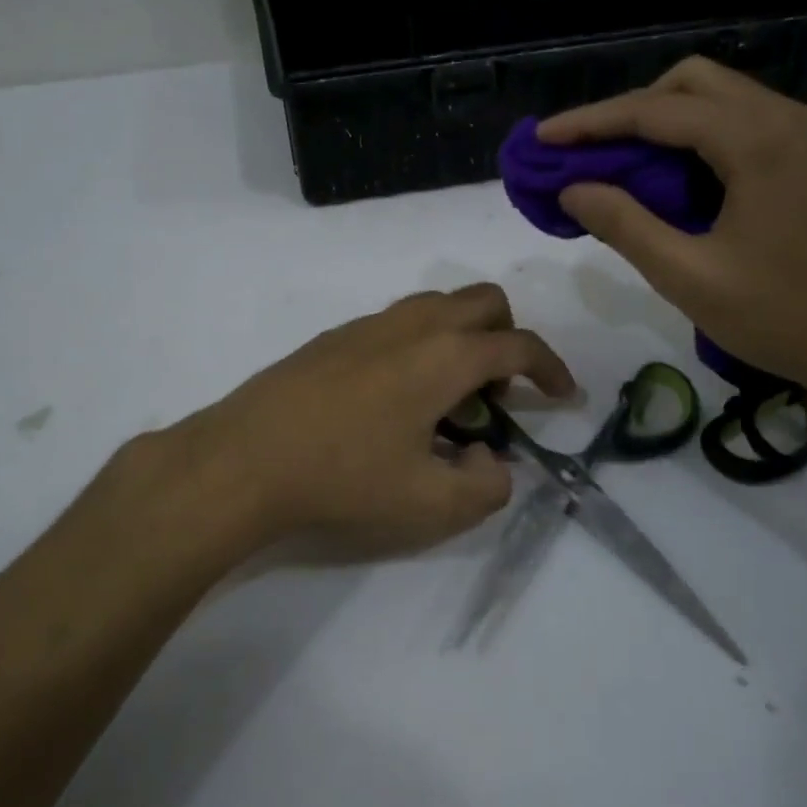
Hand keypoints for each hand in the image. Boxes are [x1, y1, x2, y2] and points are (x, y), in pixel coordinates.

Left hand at [153, 284, 574, 559]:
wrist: (243, 459)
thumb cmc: (343, 479)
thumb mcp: (430, 505)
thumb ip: (485, 486)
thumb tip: (492, 461)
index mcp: (444, 356)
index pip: (518, 345)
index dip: (552, 368)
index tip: (563, 395)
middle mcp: (411, 325)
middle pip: (482, 301)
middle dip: (508, 338)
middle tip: (498, 393)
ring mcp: (367, 325)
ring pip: (437, 306)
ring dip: (462, 339)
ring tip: (448, 399)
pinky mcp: (334, 337)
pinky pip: (398, 323)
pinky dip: (421, 345)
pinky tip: (395, 399)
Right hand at [538, 58, 806, 415]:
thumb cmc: (786, 316)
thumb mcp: (688, 275)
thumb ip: (624, 224)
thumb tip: (573, 188)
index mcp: (755, 140)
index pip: (654, 111)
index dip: (590, 123)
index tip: (544, 136)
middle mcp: (785, 119)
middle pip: (690, 83)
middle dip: (629, 110)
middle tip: (588, 152)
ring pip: (719, 98)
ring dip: (663, 121)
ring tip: (620, 165)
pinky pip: (742, 123)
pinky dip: (696, 137)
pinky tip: (674, 179)